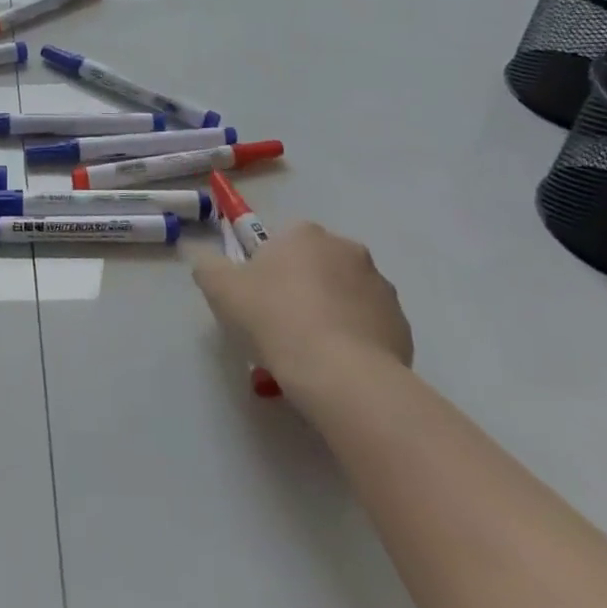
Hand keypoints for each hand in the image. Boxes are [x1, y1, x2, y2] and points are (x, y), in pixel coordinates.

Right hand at [193, 221, 412, 389]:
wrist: (340, 374)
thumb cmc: (274, 319)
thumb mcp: (220, 289)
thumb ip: (207, 265)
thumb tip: (204, 258)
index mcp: (305, 233)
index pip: (282, 242)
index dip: (267, 270)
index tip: (257, 300)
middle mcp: (348, 249)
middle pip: (316, 266)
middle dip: (301, 289)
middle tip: (280, 326)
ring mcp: (381, 287)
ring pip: (345, 296)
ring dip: (330, 313)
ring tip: (310, 354)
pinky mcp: (402, 325)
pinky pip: (369, 326)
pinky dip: (354, 340)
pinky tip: (337, 367)